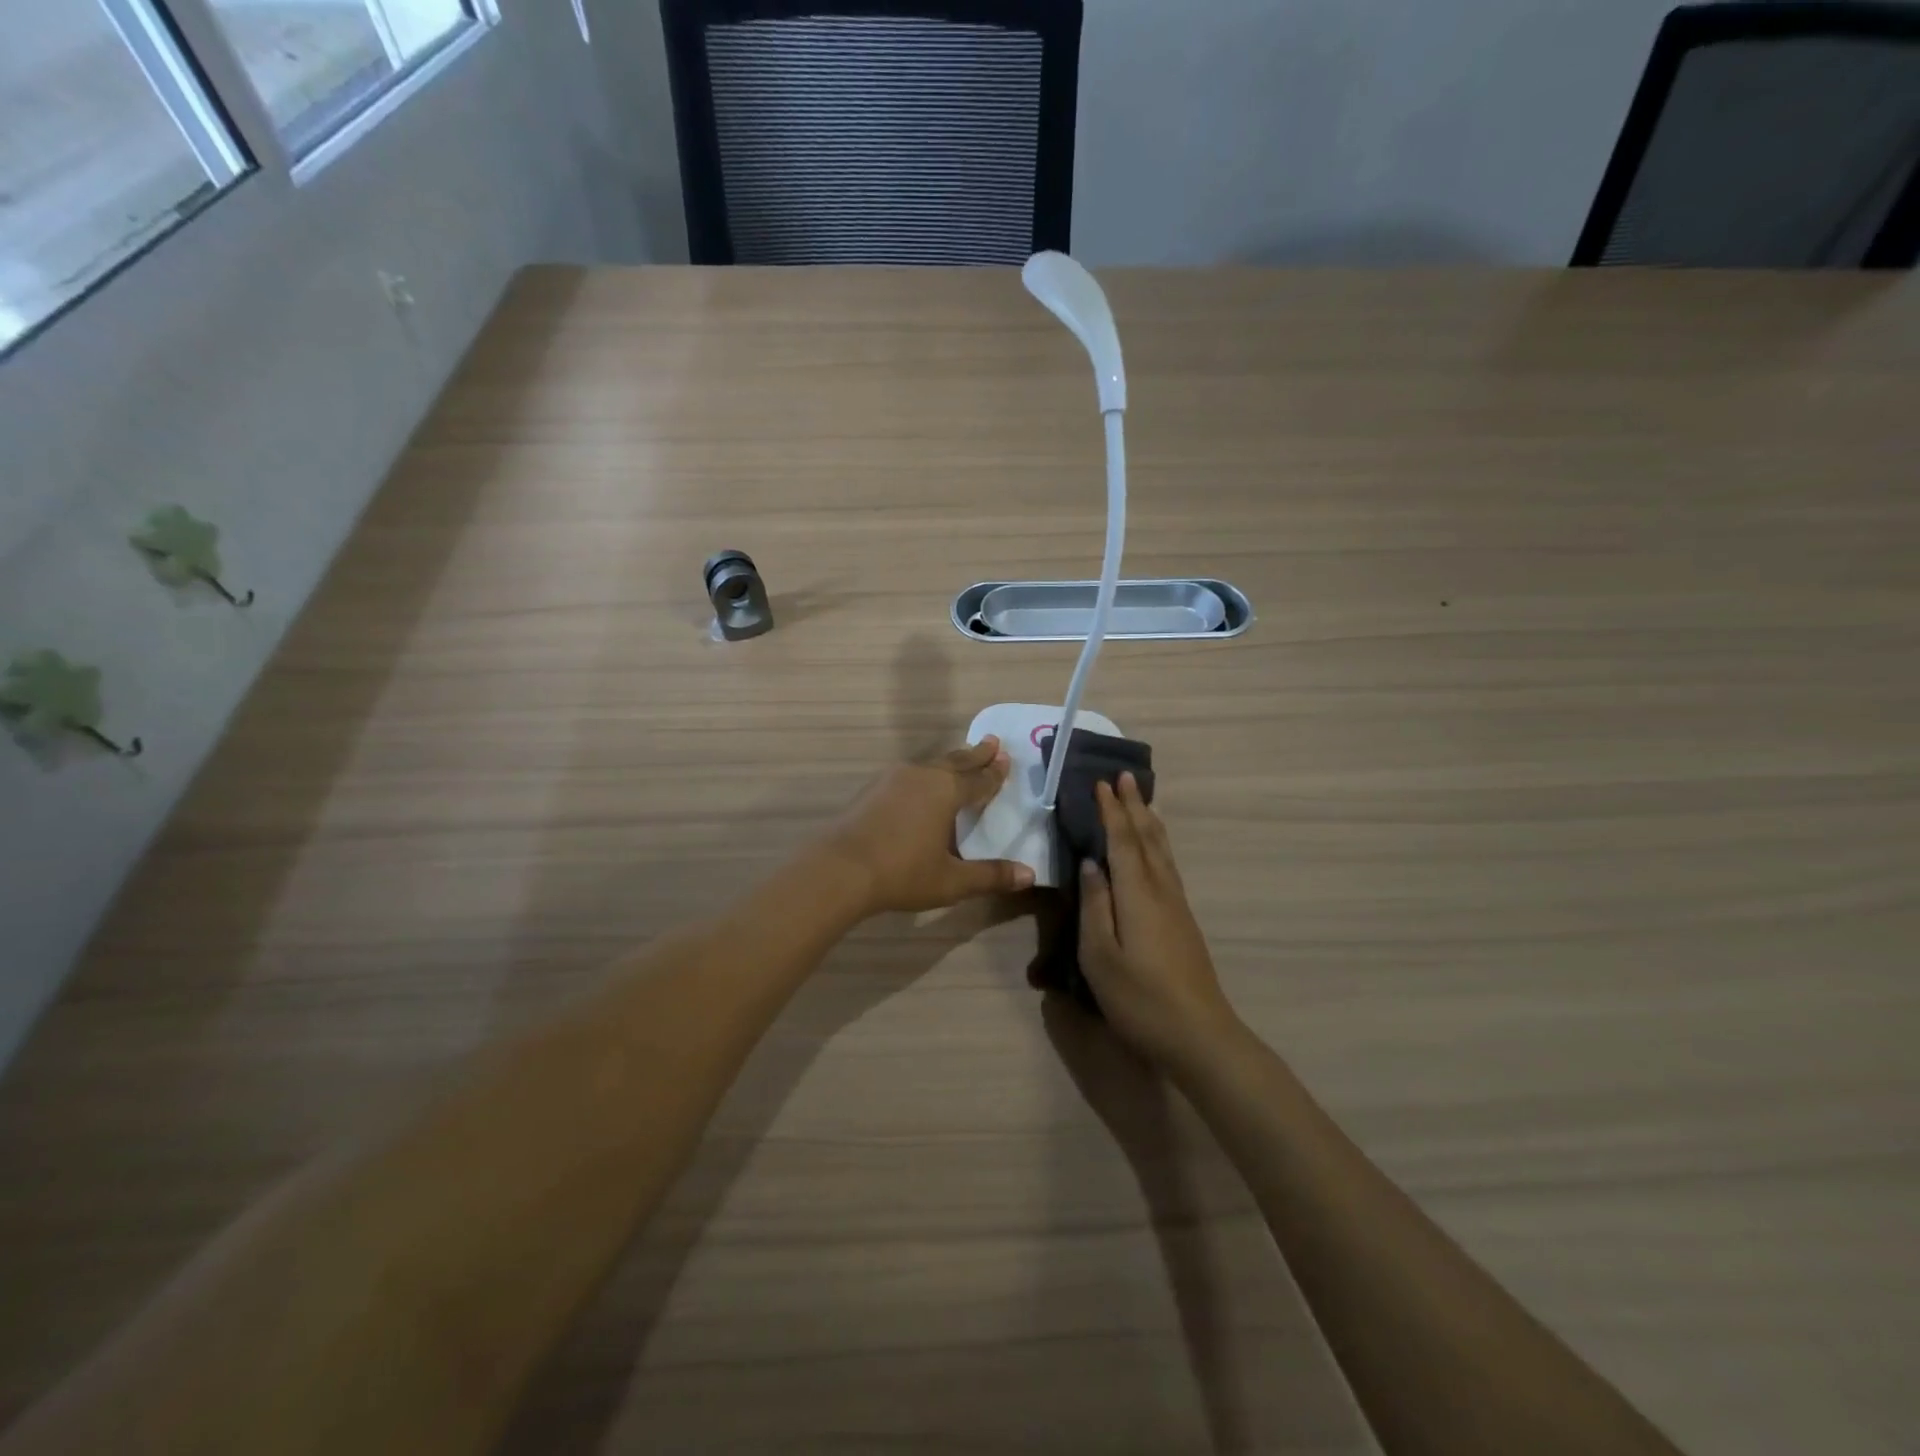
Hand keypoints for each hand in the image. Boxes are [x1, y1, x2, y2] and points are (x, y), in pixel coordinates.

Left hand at [823, 738, 1035, 915]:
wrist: (840, 869)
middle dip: (976, 754)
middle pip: (955, 762)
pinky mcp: (872, 789)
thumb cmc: (902, 873)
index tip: (1006, 759)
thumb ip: (990, 876)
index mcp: (946, 791)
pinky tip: (920, 782)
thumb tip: (1029, 875)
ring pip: (930, 764)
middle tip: (992, 742)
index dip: (995, 773)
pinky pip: (909, 774)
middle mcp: (922, 776)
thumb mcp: (951, 881)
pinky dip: (925, 773)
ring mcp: (893, 779)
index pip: (979, 780)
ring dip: (949, 761)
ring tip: (960, 759)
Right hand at [1077, 774, 1238, 1068]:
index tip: (1101, 783)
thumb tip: (1091, 864)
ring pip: (1163, 851)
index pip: (1122, 841)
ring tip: (1142, 800)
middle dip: (1134, 806)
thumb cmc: (1140, 999)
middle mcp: (1161, 891)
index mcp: (1137, 894)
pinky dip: (1159, 845)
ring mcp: (1177, 906)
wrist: (1199, 1036)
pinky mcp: (1183, 921)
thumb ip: (1094, 906)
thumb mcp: (1100, 956)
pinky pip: (1168, 866)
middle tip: (1125, 776)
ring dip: (1150, 821)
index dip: (1111, 812)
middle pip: (1148, 838)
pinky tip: (1156, 850)